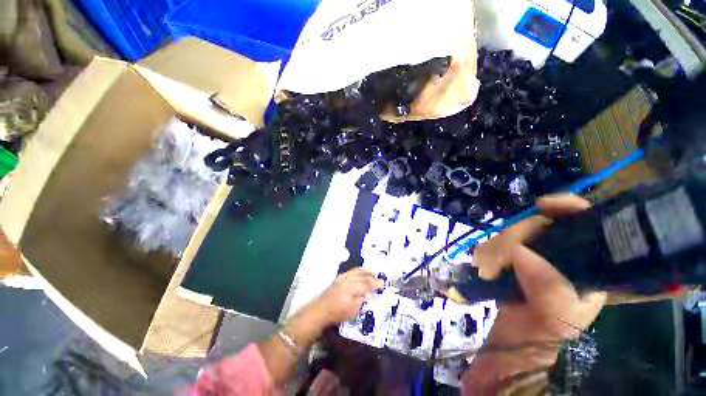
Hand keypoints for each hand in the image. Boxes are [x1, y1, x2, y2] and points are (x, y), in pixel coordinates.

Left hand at [312, 268, 384, 325]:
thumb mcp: (352, 311)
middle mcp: (347, 280)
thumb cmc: (337, 313)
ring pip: (356, 272)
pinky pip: (350, 271)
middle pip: (362, 277)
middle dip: (372, 278)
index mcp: (351, 289)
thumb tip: (368, 294)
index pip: (366, 285)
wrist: (321, 310)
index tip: (383, 285)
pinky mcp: (339, 278)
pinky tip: (360, 271)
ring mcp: (342, 278)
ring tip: (372, 271)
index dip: (375, 284)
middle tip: (380, 279)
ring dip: (365, 271)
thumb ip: (361, 301)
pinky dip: (357, 270)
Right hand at [464, 195, 606, 390]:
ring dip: (496, 247)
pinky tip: (483, 266)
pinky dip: (488, 252)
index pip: (588, 227)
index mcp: (585, 273)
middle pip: (541, 228)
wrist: (504, 353)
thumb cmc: (534, 341)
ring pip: (514, 236)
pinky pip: (498, 247)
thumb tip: (522, 252)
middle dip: (517, 236)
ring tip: (486, 268)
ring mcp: (532, 264)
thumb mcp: (550, 320)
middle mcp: (561, 264)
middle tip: (497, 259)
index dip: (570, 209)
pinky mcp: (510, 268)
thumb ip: (547, 289)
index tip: (543, 205)